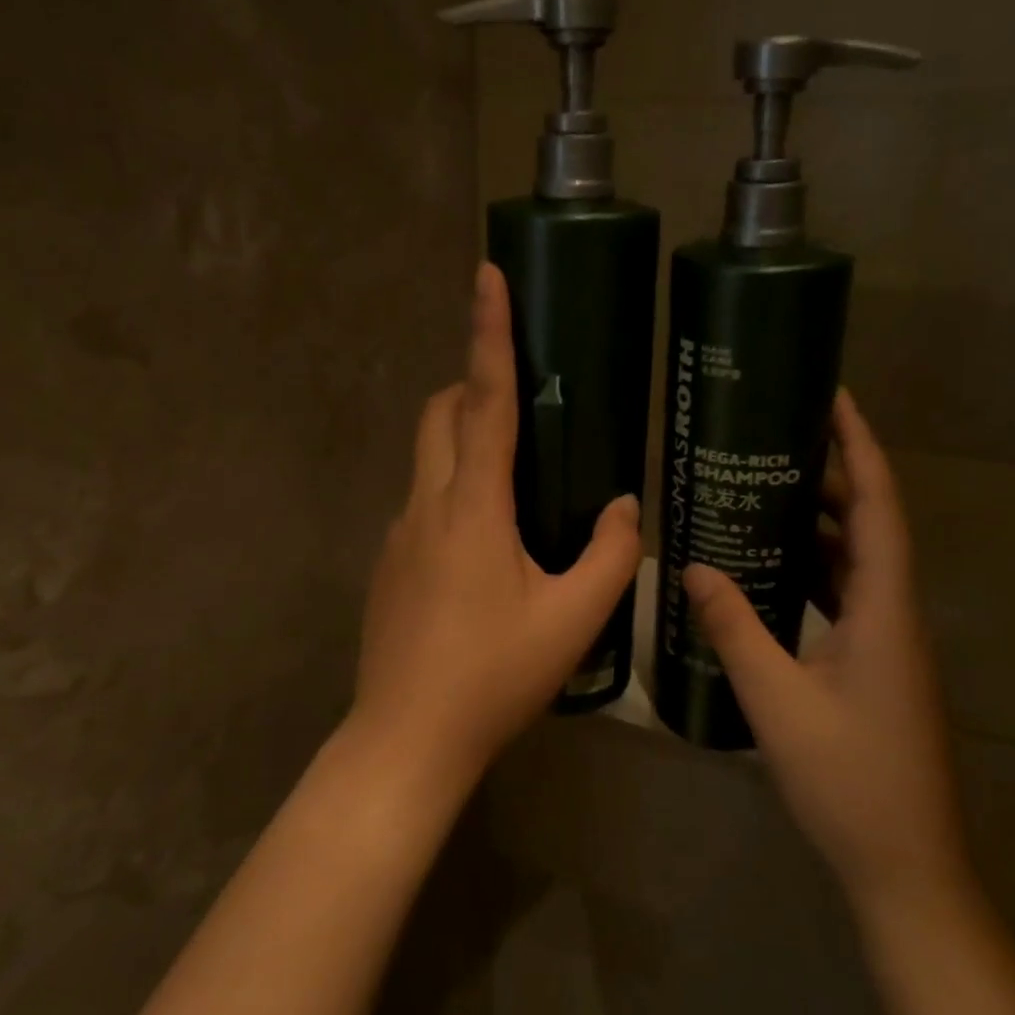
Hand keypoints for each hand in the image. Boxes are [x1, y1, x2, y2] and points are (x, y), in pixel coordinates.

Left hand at [351, 263, 641, 779]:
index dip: (488, 333)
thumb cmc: (493, 677)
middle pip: (440, 414)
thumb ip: (610, 556)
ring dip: (464, 441)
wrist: (406, 739)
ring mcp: (398, 534)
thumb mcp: (572, 620)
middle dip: (473, 387)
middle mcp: (426, 505)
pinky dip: (453, 490)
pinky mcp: (389, 564)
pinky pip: (422, 501)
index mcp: (472, 507)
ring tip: (518, 481)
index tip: (486, 275)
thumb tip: (624, 506)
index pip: (483, 400)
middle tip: (524, 406)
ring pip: (427, 457)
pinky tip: (487, 547)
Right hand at [684, 390, 970, 916]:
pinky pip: (845, 596)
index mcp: (883, 610)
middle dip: (831, 475)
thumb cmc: (848, 780)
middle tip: (775, 441)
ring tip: (766, 491)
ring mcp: (887, 643)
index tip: (834, 399)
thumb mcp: (777, 700)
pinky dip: (814, 569)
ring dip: (821, 523)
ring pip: (857, 562)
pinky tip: (773, 569)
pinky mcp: (874, 666)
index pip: (878, 507)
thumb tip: (691, 566)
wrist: (904, 866)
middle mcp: (893, 614)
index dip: (860, 448)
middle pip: (869, 525)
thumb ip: (735, 629)